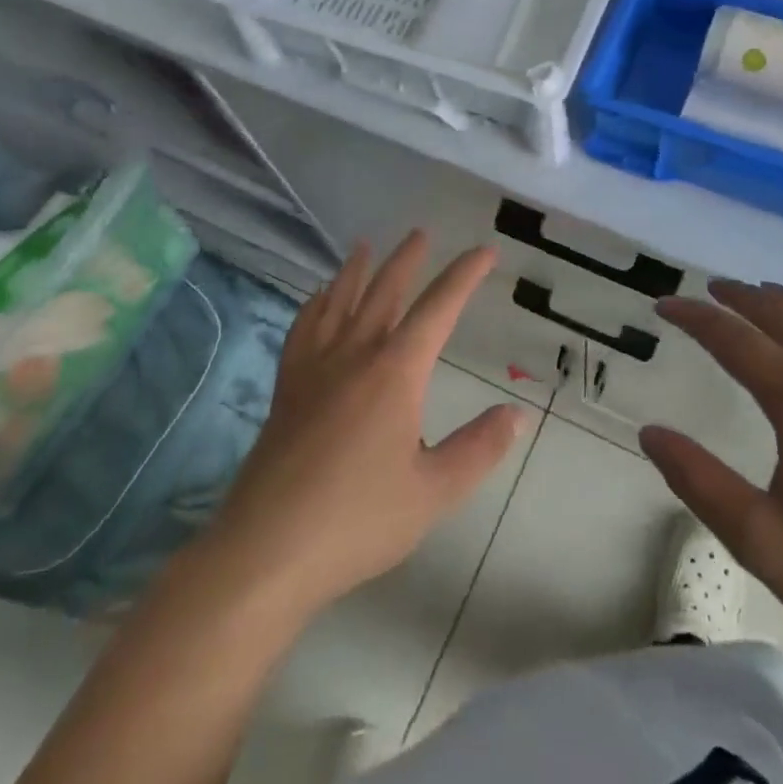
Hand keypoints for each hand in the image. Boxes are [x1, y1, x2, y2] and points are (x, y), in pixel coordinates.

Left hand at [209, 233, 530, 616]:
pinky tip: (317, 300)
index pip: (438, 309)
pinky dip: (315, 304)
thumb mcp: (433, 491)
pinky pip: (303, 329)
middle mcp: (354, 355)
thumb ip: (478, 448)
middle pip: (384, 292)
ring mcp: (314, 369)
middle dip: (407, 261)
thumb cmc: (358, 520)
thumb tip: (516, 413)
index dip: (464, 276)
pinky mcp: (286, 388)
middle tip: (420, 233)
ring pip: (339, 302)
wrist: (267, 550)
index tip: (484, 251)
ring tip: (364, 246)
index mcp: (395, 372)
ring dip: (356, 271)